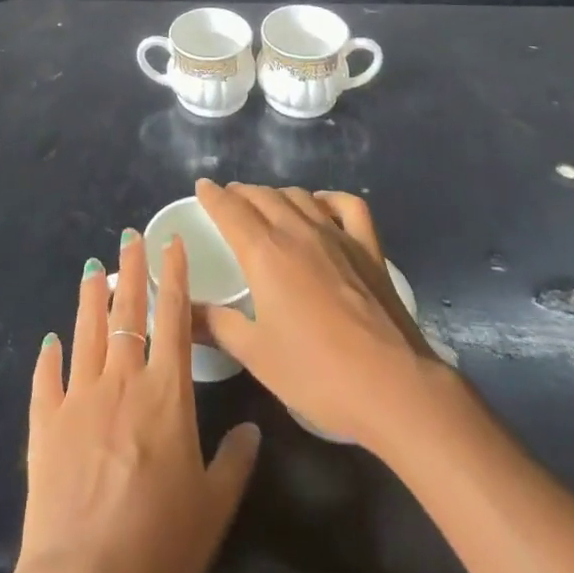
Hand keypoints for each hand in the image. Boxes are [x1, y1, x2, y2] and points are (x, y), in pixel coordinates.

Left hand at [0, 229, 261, 572]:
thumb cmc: (158, 543)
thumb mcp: (213, 508)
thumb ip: (234, 462)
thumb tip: (252, 429)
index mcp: (166, 393)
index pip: (174, 318)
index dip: (174, 276)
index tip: (171, 241)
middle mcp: (122, 381)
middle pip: (127, 312)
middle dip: (131, 270)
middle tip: (129, 236)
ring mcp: (79, 398)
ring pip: (86, 333)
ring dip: (89, 298)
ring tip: (91, 268)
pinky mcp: (45, 425)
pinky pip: (46, 380)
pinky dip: (48, 358)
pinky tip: (49, 342)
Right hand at [194, 180, 437, 449]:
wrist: (392, 385)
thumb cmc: (316, 373)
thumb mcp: (255, 354)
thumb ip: (216, 325)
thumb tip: (181, 311)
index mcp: (266, 253)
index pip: (231, 211)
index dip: (213, 196)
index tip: (202, 187)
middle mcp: (299, 232)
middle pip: (264, 197)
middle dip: (241, 193)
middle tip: (228, 199)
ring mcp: (337, 236)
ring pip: (300, 197)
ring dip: (277, 194)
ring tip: (266, 203)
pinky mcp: (368, 248)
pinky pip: (347, 207)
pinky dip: (328, 199)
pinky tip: (321, 206)